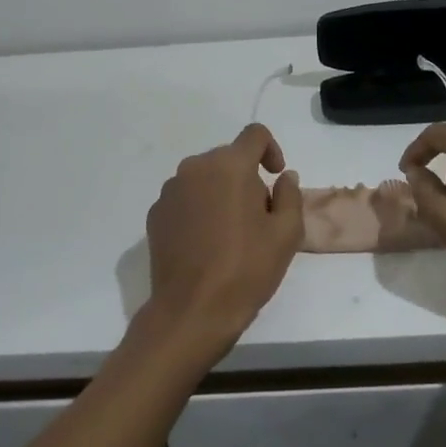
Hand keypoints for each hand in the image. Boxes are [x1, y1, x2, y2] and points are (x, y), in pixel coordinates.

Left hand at [143, 123, 302, 355]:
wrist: (192, 311)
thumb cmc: (246, 269)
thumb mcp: (286, 234)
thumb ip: (289, 196)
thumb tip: (284, 178)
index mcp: (230, 165)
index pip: (255, 134)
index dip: (272, 149)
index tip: (275, 177)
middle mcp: (195, 167)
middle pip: (228, 157)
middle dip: (247, 177)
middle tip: (259, 217)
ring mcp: (170, 190)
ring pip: (205, 178)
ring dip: (221, 193)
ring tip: (231, 233)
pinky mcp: (156, 214)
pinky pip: (185, 198)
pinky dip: (199, 209)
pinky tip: (206, 244)